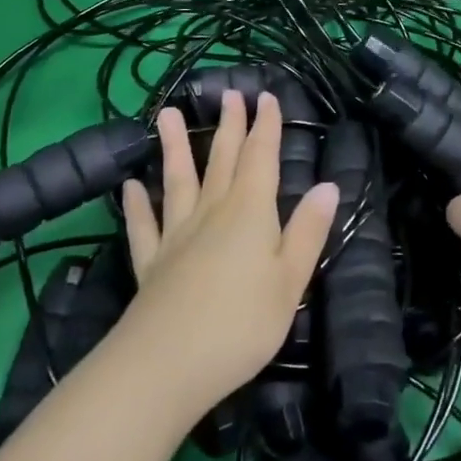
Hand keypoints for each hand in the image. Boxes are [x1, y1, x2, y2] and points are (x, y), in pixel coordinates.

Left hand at [117, 91, 339, 416]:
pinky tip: (131, 186)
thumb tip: (328, 185)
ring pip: (178, 181)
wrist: (167, 365)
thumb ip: (308, 231)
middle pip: (221, 160)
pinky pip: (144, 226)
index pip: (260, 158)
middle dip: (229, 126)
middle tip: (229, 94)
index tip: (264, 96)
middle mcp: (211, 212)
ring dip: (174, 147)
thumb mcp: (290, 281)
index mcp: (249, 212)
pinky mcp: (151, 263)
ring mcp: (176, 236)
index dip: (265, 126)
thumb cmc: (241, 324)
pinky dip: (137, 205)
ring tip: (167, 114)